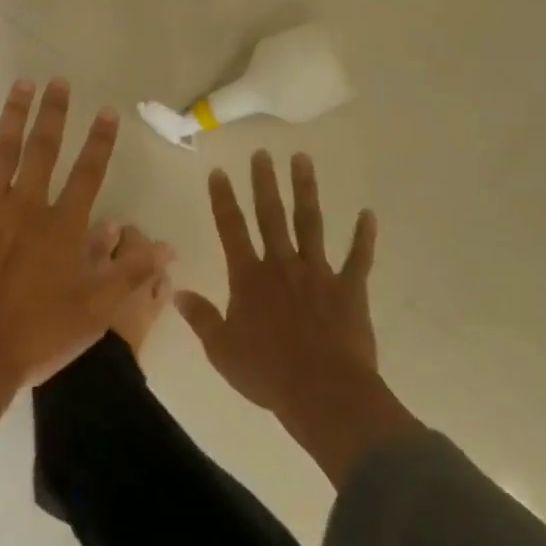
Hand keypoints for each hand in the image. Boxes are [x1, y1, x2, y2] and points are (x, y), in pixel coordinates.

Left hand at [0, 78, 158, 463]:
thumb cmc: (35, 337)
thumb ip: (131, 273)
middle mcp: (27, 205)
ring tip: (22, 84)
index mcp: (62, 226)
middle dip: (54, 113)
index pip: (88, 173)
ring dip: (13, 115)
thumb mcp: (95, 311)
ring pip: (2, 150)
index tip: (107, 111)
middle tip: (58, 81)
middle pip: (44, 149)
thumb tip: (169, 246)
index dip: (100, 141)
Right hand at [176, 151, 419, 485]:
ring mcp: (318, 273)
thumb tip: (177, 292)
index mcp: (249, 278)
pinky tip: (368, 214)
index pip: (231, 229)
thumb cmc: (267, 372)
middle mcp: (282, 265)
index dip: (223, 199)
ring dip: (306, 190)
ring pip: (310, 223)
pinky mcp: (349, 289)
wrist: (324, 393)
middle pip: (271, 215)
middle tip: (262, 153)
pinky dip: (364, 237)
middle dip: (264, 182)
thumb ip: (201, 318)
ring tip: (302, 159)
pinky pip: (359, 258)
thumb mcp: (222, 350)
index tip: (219, 171)